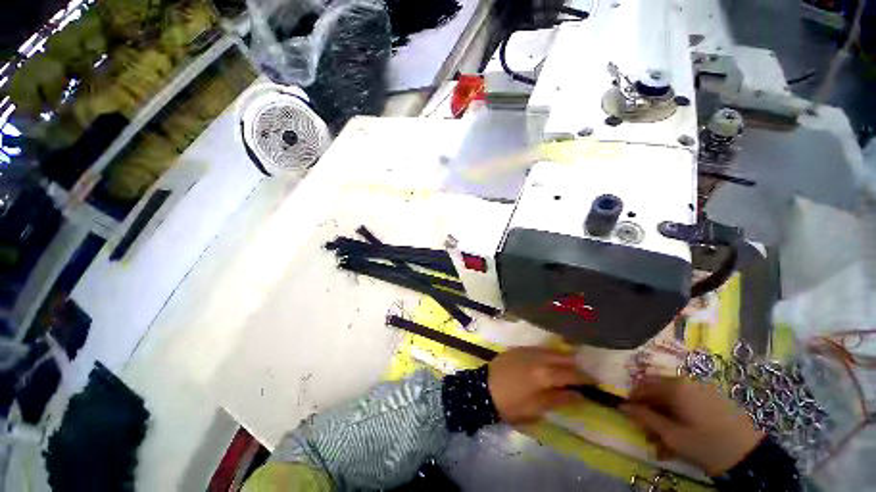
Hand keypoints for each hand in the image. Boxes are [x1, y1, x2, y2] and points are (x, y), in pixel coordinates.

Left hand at [488, 347, 594, 423]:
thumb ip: (559, 399)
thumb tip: (579, 396)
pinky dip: (549, 353)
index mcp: (544, 374)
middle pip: (563, 358)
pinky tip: (549, 360)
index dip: (585, 378)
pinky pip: (539, 348)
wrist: (483, 389)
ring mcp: (527, 351)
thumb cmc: (511, 404)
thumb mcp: (537, 408)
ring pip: (552, 350)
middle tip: (582, 375)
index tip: (595, 382)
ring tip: (569, 366)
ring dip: (563, 357)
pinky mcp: (518, 348)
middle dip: (575, 366)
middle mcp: (538, 358)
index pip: (571, 374)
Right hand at [620, 376, 763, 475]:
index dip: (633, 399)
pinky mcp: (712, 400)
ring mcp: (701, 391)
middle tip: (645, 431)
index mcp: (676, 388)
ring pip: (671, 400)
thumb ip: (646, 418)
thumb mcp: (673, 436)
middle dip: (648, 411)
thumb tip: (623, 406)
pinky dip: (677, 418)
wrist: (750, 455)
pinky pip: (686, 404)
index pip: (644, 386)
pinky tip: (677, 436)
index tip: (627, 414)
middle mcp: (686, 383)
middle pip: (657, 392)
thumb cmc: (707, 445)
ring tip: (660, 442)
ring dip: (662, 418)